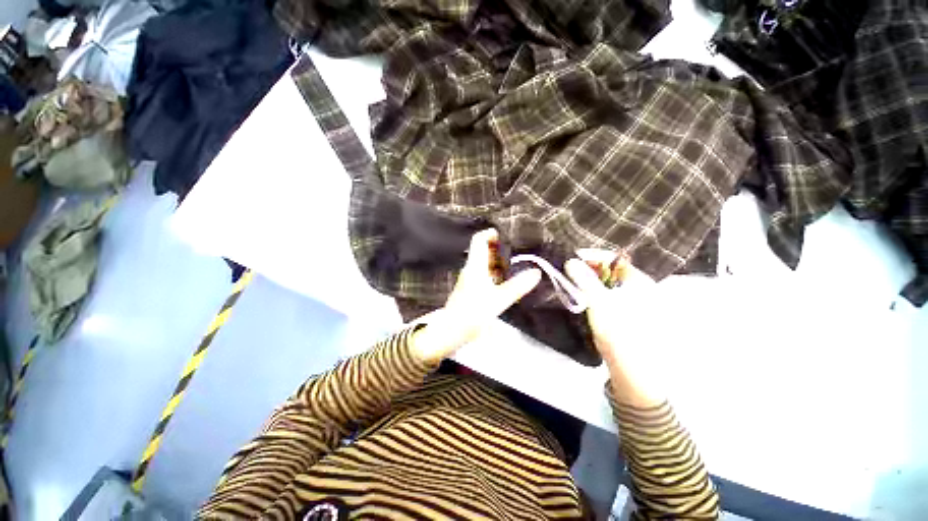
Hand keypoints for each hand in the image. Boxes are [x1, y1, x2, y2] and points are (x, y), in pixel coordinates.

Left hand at [411, 229, 540, 363]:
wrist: (451, 331)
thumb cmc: (473, 312)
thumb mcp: (499, 299)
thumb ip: (517, 286)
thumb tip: (536, 272)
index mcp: (475, 266)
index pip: (479, 240)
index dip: (490, 233)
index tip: (506, 234)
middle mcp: (471, 269)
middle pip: (483, 251)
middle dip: (499, 248)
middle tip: (518, 249)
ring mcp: (469, 280)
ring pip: (484, 264)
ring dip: (498, 262)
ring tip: (517, 263)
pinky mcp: (470, 290)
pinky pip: (484, 275)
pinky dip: (495, 274)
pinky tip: (506, 281)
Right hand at [565, 254, 663, 406]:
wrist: (634, 371)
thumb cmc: (620, 333)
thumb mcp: (600, 303)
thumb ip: (585, 279)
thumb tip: (570, 260)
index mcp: (638, 281)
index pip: (612, 258)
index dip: (590, 256)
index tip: (569, 259)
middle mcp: (638, 287)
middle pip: (608, 269)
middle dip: (586, 268)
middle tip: (566, 271)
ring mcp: (631, 301)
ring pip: (605, 282)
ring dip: (587, 280)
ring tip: (569, 281)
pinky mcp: (623, 313)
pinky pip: (605, 294)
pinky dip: (591, 292)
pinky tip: (580, 296)